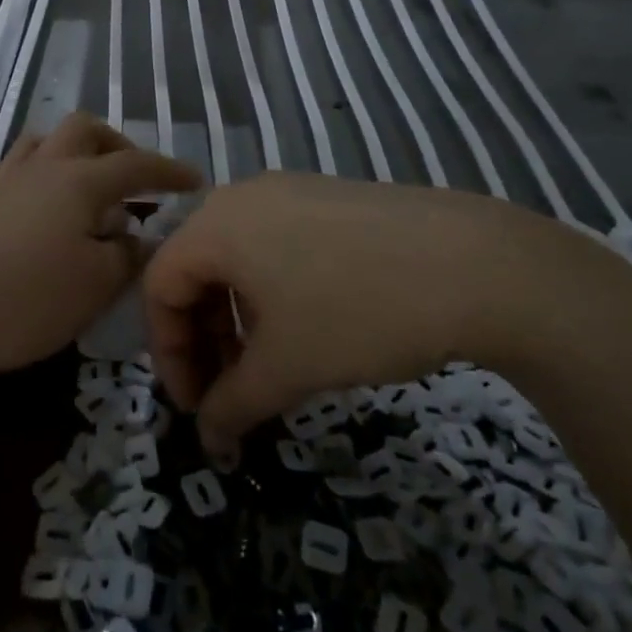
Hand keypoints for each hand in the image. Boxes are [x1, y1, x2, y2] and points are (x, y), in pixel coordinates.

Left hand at [0, 113, 198, 393]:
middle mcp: (42, 168)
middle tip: (133, 180)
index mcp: (79, 181)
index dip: (169, 171)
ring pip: (39, 141)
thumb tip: (142, 237)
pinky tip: (27, 198)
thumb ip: (129, 255)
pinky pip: (0, 171)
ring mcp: (3, 182)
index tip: (195, 182)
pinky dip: (22, 176)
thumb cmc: (29, 298)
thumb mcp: (98, 284)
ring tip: (84, 184)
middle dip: (116, 145)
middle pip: (83, 129)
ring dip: (68, 152)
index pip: (136, 164)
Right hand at [142, 173, 627, 452]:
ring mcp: (287, 192)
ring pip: (236, 258)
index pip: (159, 286)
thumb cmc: (357, 311)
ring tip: (268, 367)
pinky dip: (270, 291)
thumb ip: (233, 404)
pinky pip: (274, 244)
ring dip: (236, 318)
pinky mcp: (326, 197)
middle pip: (194, 269)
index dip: (168, 353)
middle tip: (228, 393)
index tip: (197, 407)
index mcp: (215, 224)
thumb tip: (209, 440)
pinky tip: (306, 327)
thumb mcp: (287, 367)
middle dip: (202, 338)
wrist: (472, 263)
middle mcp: (242, 196)